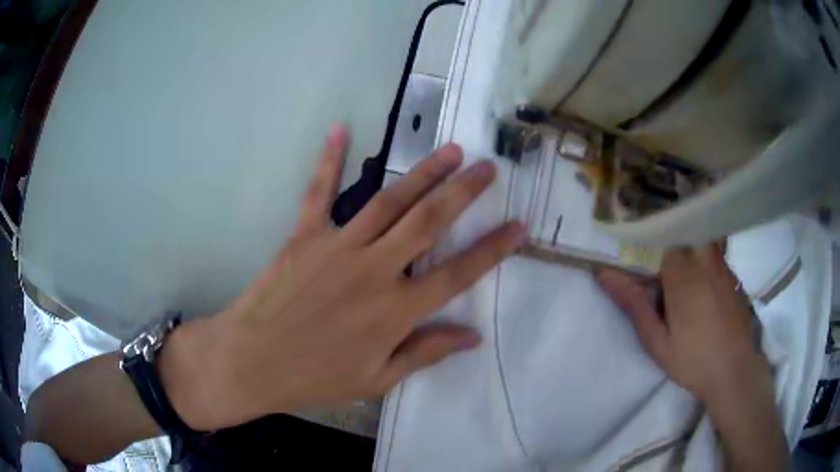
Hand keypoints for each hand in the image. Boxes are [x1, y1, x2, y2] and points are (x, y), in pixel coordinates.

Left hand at [160, 126, 524, 430]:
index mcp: (396, 311)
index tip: (518, 227)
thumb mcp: (376, 379)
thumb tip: (472, 337)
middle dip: (463, 192)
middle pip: (428, 222)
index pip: (458, 274)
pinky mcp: (304, 236)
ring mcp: (337, 247)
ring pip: (389, 201)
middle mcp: (374, 270)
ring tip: (450, 150)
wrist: (252, 361)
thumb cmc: (315, 377)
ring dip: (423, 172)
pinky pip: (319, 192)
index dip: (493, 249)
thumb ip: (425, 353)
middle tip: (487, 167)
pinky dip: (329, 160)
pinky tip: (341, 130)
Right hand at [596, 245, 770, 406]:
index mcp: (683, 275)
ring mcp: (723, 267)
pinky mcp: (733, 277)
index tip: (640, 257)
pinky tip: (702, 286)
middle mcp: (705, 262)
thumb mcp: (656, 341)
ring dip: (688, 250)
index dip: (649, 243)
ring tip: (681, 275)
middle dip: (670, 244)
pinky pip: (716, 255)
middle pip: (684, 234)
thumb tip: (605, 275)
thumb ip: (634, 305)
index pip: (662, 238)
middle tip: (661, 267)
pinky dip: (705, 260)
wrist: (733, 371)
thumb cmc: (692, 360)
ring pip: (702, 241)